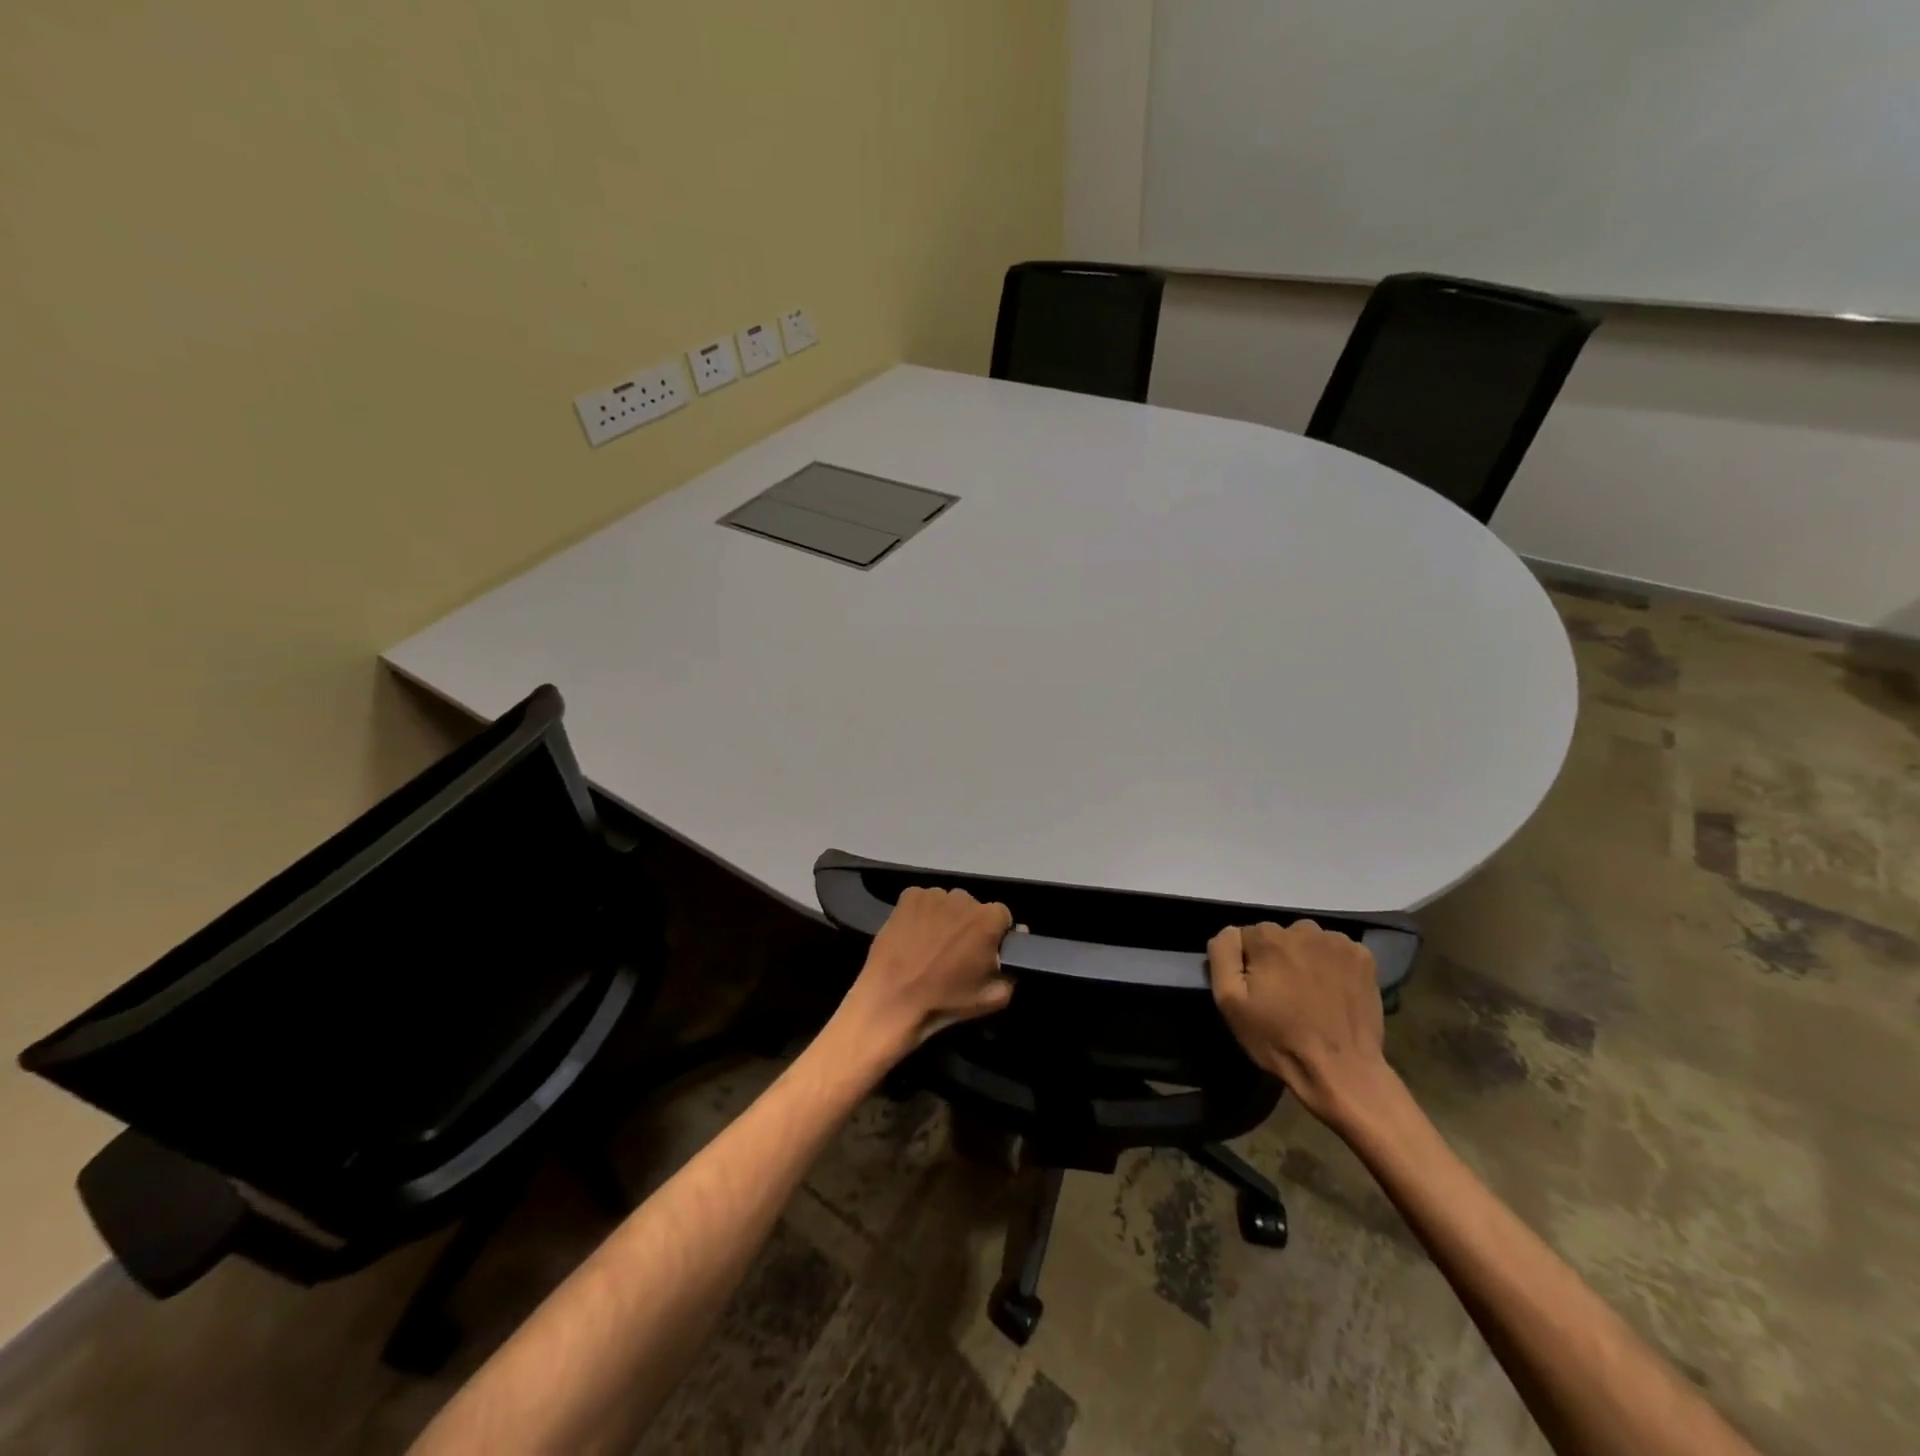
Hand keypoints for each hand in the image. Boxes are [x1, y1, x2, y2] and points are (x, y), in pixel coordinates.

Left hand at [835, 887, 1014, 1062]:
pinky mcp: (908, 897)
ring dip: (946, 918)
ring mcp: (933, 895)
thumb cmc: (945, 1002)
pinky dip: (922, 913)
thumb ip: (1013, 973)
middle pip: (973, 907)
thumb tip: (1015, 951)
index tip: (984, 952)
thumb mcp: (993, 999)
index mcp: (988, 920)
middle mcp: (963, 899)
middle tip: (956, 951)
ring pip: (948, 903)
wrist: (891, 1002)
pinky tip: (914, 935)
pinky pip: (923, 900)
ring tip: (932, 944)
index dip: (994, 934)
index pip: (1002, 916)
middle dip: (969, 925)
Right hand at [1208, 920, 1391, 1129]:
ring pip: (1308, 941)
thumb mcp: (1229, 1001)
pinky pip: (1337, 950)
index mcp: (1268, 938)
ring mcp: (1338, 942)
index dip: (1248, 964)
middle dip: (1277, 958)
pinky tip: (1334, 990)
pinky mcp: (1364, 957)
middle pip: (1279, 936)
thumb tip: (1230, 932)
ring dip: (1305, 958)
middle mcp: (1303, 929)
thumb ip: (1222, 955)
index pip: (1246, 936)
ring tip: (1310, 993)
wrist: (1342, 1071)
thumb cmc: (1279, 1038)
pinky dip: (1333, 964)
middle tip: (1284, 995)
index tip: (1258, 990)